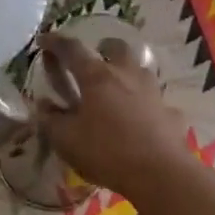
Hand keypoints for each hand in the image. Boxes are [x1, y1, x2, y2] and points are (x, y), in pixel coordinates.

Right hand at [33, 31, 192, 201]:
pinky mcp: (171, 113)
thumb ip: (51, 120)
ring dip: (126, 74)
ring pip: (140, 70)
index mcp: (97, 77)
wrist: (160, 174)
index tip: (43, 40)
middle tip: (93, 62)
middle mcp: (127, 75)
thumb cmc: (106, 152)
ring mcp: (153, 92)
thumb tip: (44, 106)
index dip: (55, 42)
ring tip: (116, 91)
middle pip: (116, 48)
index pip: (72, 49)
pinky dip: (145, 106)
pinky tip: (140, 122)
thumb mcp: (66, 140)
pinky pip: (155, 101)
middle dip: (102, 48)